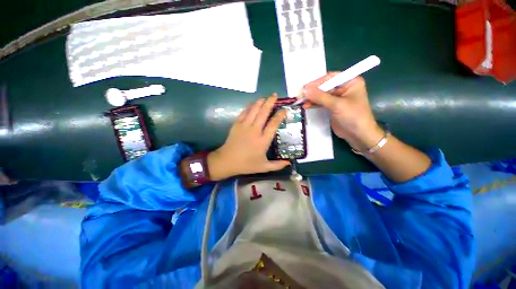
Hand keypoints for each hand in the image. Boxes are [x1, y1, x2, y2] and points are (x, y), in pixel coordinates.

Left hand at [207, 94, 289, 180]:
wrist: (227, 161)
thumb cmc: (246, 164)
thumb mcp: (263, 167)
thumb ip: (277, 165)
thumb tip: (289, 163)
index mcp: (263, 140)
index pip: (273, 124)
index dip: (280, 115)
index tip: (284, 109)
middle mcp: (255, 130)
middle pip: (264, 112)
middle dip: (270, 102)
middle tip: (275, 95)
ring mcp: (244, 126)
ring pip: (254, 110)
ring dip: (260, 102)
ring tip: (265, 97)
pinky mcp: (236, 124)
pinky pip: (244, 112)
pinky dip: (249, 107)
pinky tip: (253, 104)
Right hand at [302, 74, 383, 151]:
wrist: (358, 135)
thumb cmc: (352, 116)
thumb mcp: (336, 105)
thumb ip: (320, 96)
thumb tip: (304, 90)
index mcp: (350, 82)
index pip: (330, 77)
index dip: (317, 82)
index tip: (305, 88)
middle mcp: (343, 88)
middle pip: (324, 86)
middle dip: (312, 91)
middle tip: (300, 95)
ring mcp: (337, 98)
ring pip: (321, 95)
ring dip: (311, 98)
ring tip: (301, 101)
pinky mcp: (332, 107)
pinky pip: (321, 102)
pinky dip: (313, 104)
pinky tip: (306, 106)